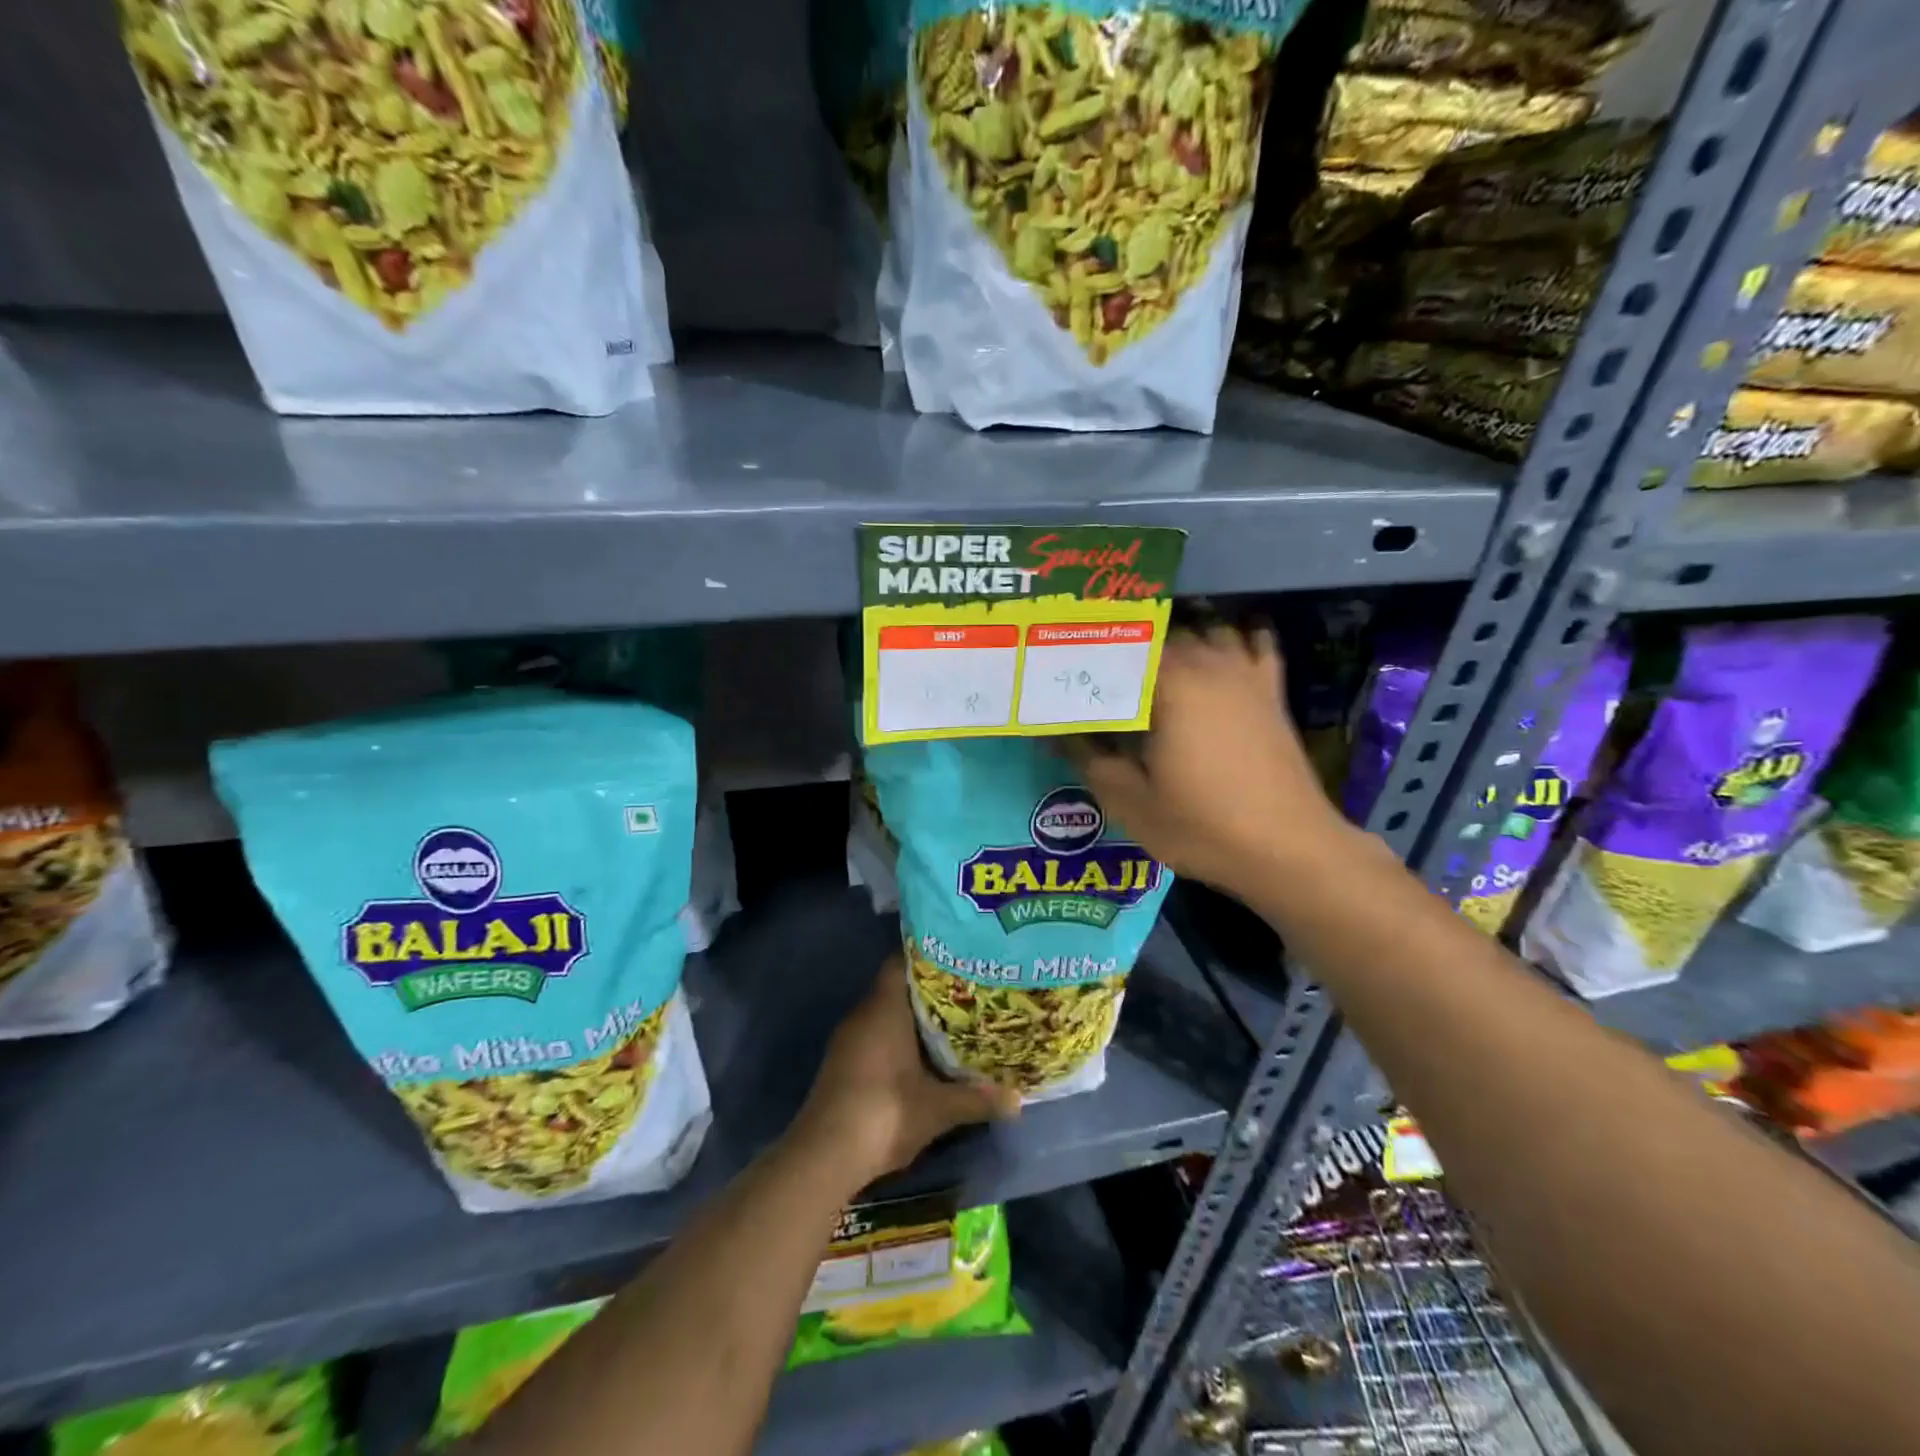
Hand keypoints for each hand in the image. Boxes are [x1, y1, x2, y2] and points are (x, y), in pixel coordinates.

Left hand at [793, 957, 1020, 1186]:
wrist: (824, 1156)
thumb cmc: (885, 1113)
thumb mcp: (938, 1109)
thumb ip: (977, 1099)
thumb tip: (1018, 1100)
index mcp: (884, 1007)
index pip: (902, 961)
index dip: (929, 955)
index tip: (958, 958)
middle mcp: (864, 1014)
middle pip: (896, 987)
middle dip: (929, 989)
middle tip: (967, 990)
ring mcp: (849, 1039)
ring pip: (885, 1013)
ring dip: (913, 1017)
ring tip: (952, 1020)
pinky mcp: (842, 1063)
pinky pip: (875, 1035)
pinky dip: (897, 1038)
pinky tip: (922, 1055)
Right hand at [1067, 625, 1345, 900]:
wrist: (1288, 849)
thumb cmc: (1202, 826)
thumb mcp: (1130, 801)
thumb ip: (1088, 758)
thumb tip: (1053, 732)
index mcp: (1169, 684)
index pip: (1118, 647)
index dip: (1087, 652)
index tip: (1061, 665)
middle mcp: (1207, 664)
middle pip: (1159, 633)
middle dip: (1125, 644)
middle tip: (1096, 668)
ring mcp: (1245, 673)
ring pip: (1204, 629)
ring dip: (1175, 637)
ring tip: (1148, 657)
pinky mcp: (1271, 691)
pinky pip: (1254, 641)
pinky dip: (1234, 636)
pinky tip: (1218, 647)